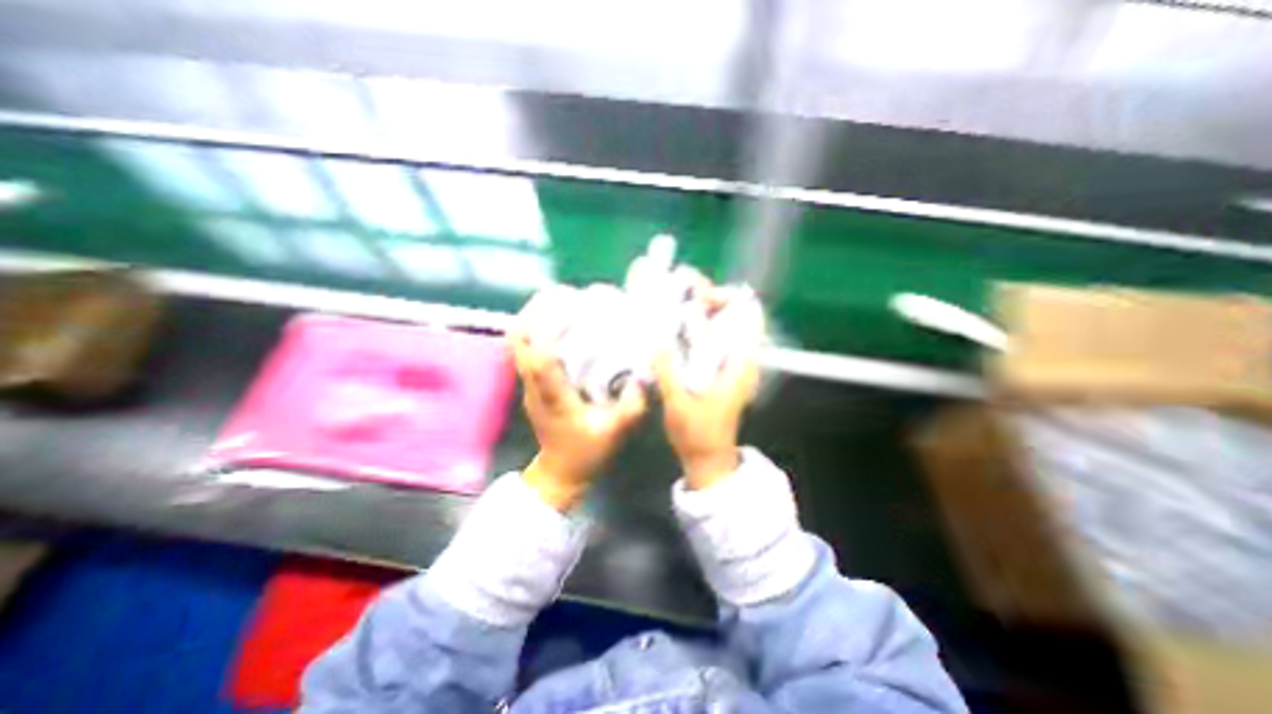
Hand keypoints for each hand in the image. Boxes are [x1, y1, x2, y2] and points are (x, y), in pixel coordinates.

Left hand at [511, 289, 647, 509]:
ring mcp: (528, 383)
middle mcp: (534, 386)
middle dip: (534, 312)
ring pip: (517, 342)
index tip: (570, 305)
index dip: (548, 329)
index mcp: (553, 398)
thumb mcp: (613, 434)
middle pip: (518, 341)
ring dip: (533, 317)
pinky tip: (558, 321)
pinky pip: (526, 347)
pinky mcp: (531, 383)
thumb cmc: (585, 454)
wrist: (559, 474)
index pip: (539, 359)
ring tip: (557, 300)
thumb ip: (630, 408)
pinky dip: (537, 328)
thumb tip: (644, 376)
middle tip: (561, 293)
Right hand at [655, 286, 762, 486]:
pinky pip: (714, 339)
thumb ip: (668, 371)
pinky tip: (677, 327)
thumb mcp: (678, 403)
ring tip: (676, 303)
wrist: (708, 457)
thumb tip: (656, 339)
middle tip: (680, 292)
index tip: (698, 295)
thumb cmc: (698, 434)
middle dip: (710, 299)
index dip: (726, 298)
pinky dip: (699, 328)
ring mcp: (733, 364)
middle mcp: (742, 359)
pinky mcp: (721, 370)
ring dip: (703, 312)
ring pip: (723, 326)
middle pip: (734, 315)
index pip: (747, 316)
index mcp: (740, 364)